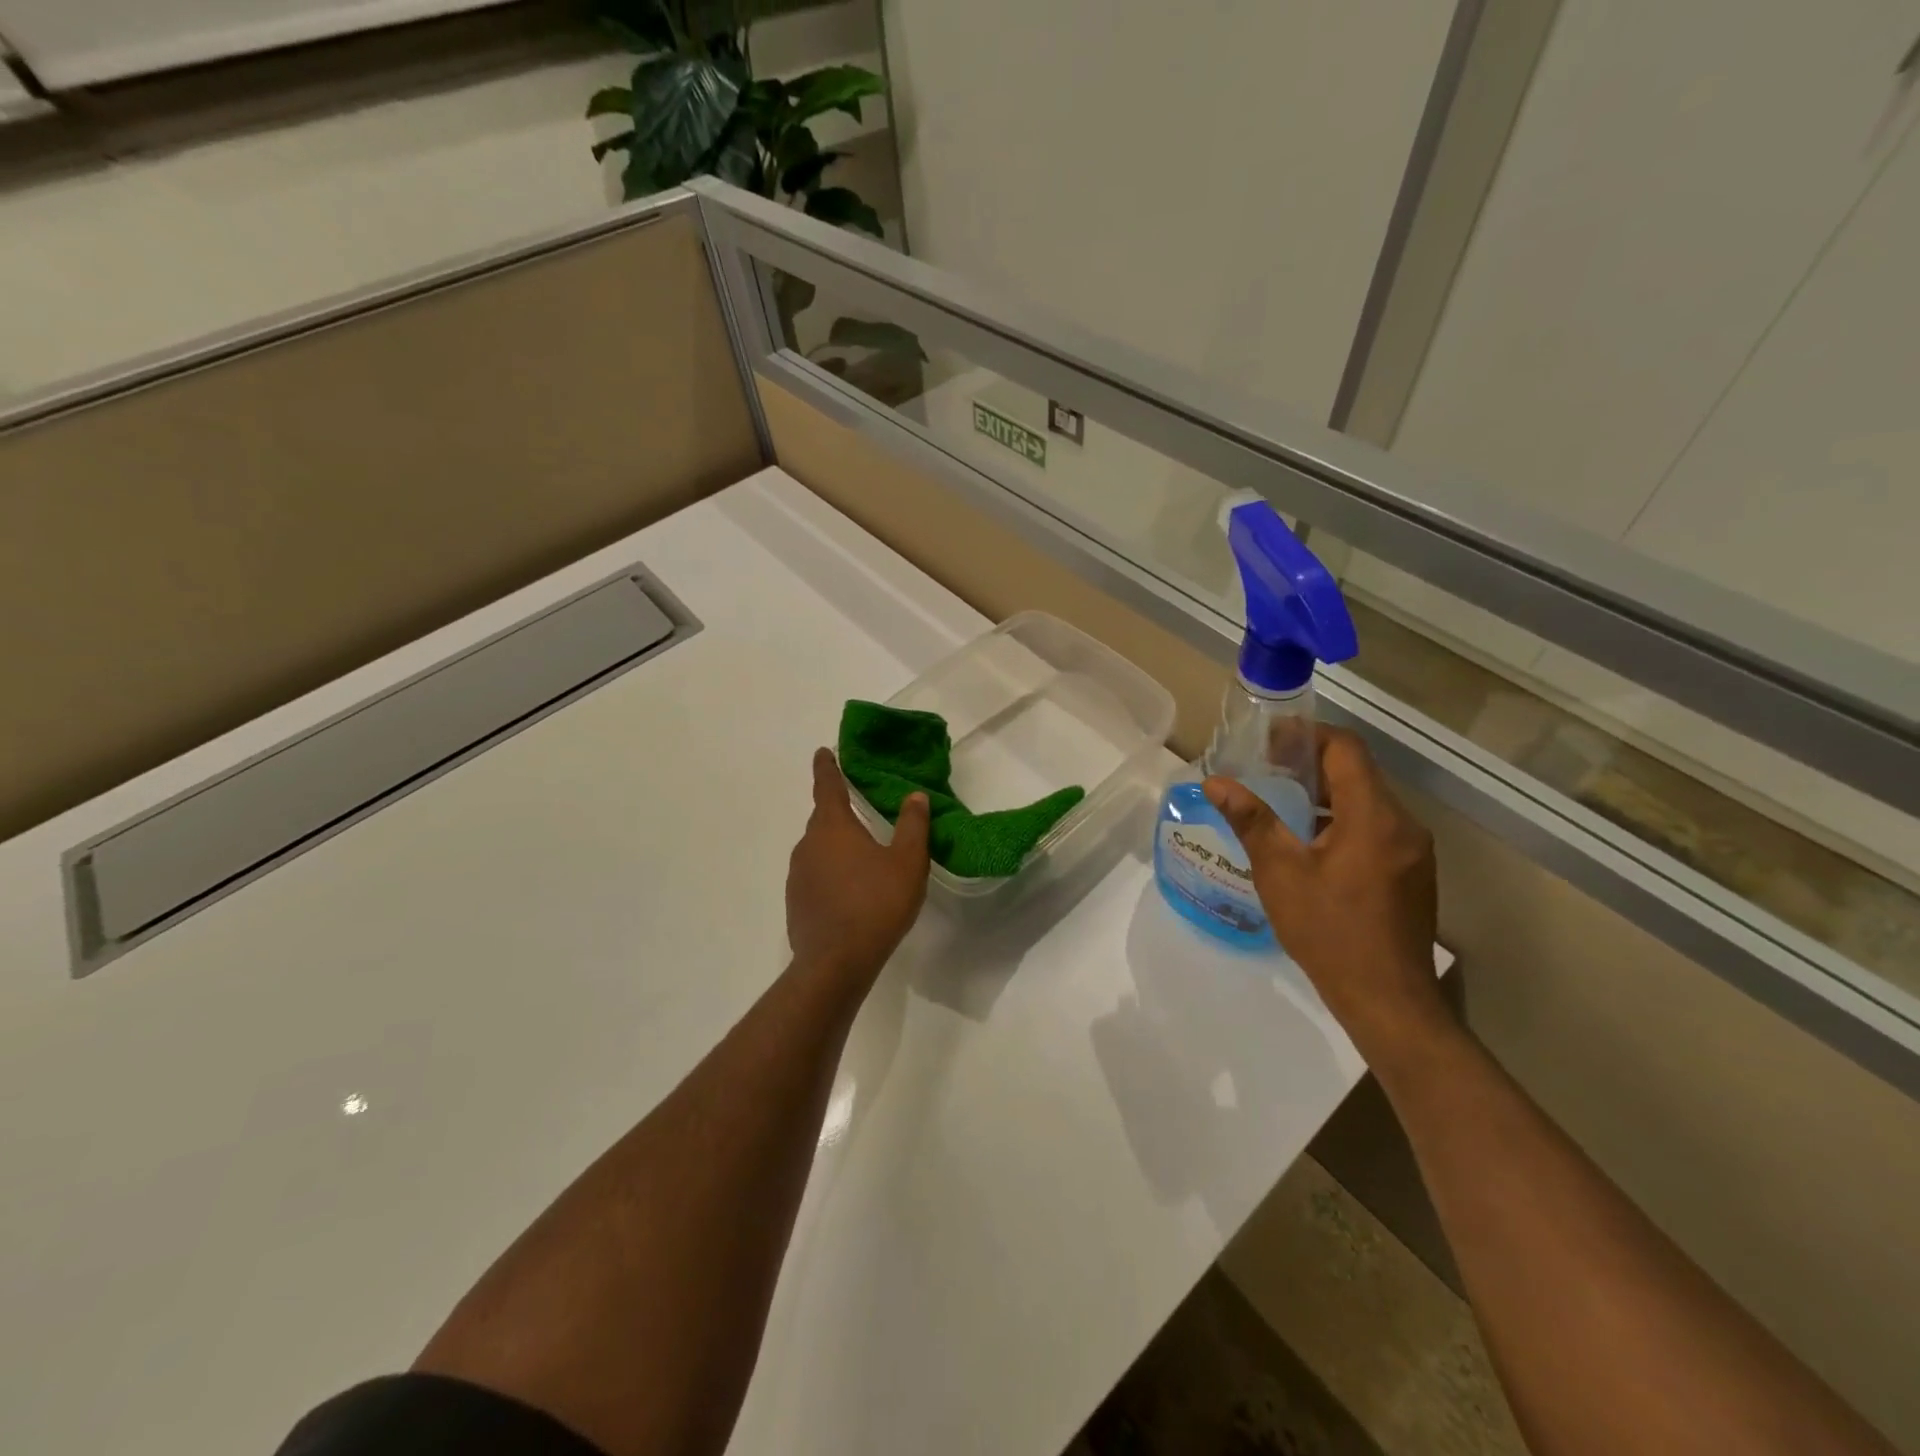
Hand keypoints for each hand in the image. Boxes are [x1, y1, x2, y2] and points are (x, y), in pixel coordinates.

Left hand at [787, 748, 931, 983]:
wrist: (836, 962)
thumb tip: (914, 796)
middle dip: (839, 812)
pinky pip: (815, 876)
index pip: (828, 786)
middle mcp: (808, 845)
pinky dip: (831, 874)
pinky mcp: (796, 902)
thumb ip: (913, 826)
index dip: (827, 767)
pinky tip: (850, 892)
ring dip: (836, 847)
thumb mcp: (907, 862)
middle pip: (823, 819)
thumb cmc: (876, 903)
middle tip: (860, 811)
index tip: (823, 752)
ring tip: (862, 858)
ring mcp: (798, 875)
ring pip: (819, 849)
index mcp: (833, 827)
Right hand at [1203, 726, 1447, 1061]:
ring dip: (1323, 794)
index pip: (1345, 749)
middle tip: (1263, 770)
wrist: (1387, 1000)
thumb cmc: (1330, 932)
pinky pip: (1374, 827)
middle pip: (1357, 773)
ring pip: (1365, 801)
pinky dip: (1339, 820)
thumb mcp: (1280, 873)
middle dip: (1309, 765)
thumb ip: (1251, 821)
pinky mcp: (1410, 872)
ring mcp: (1412, 850)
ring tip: (1278, 803)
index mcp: (1374, 817)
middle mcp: (1402, 824)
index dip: (1306, 735)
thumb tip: (1215, 782)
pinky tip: (1307, 842)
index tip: (1267, 741)